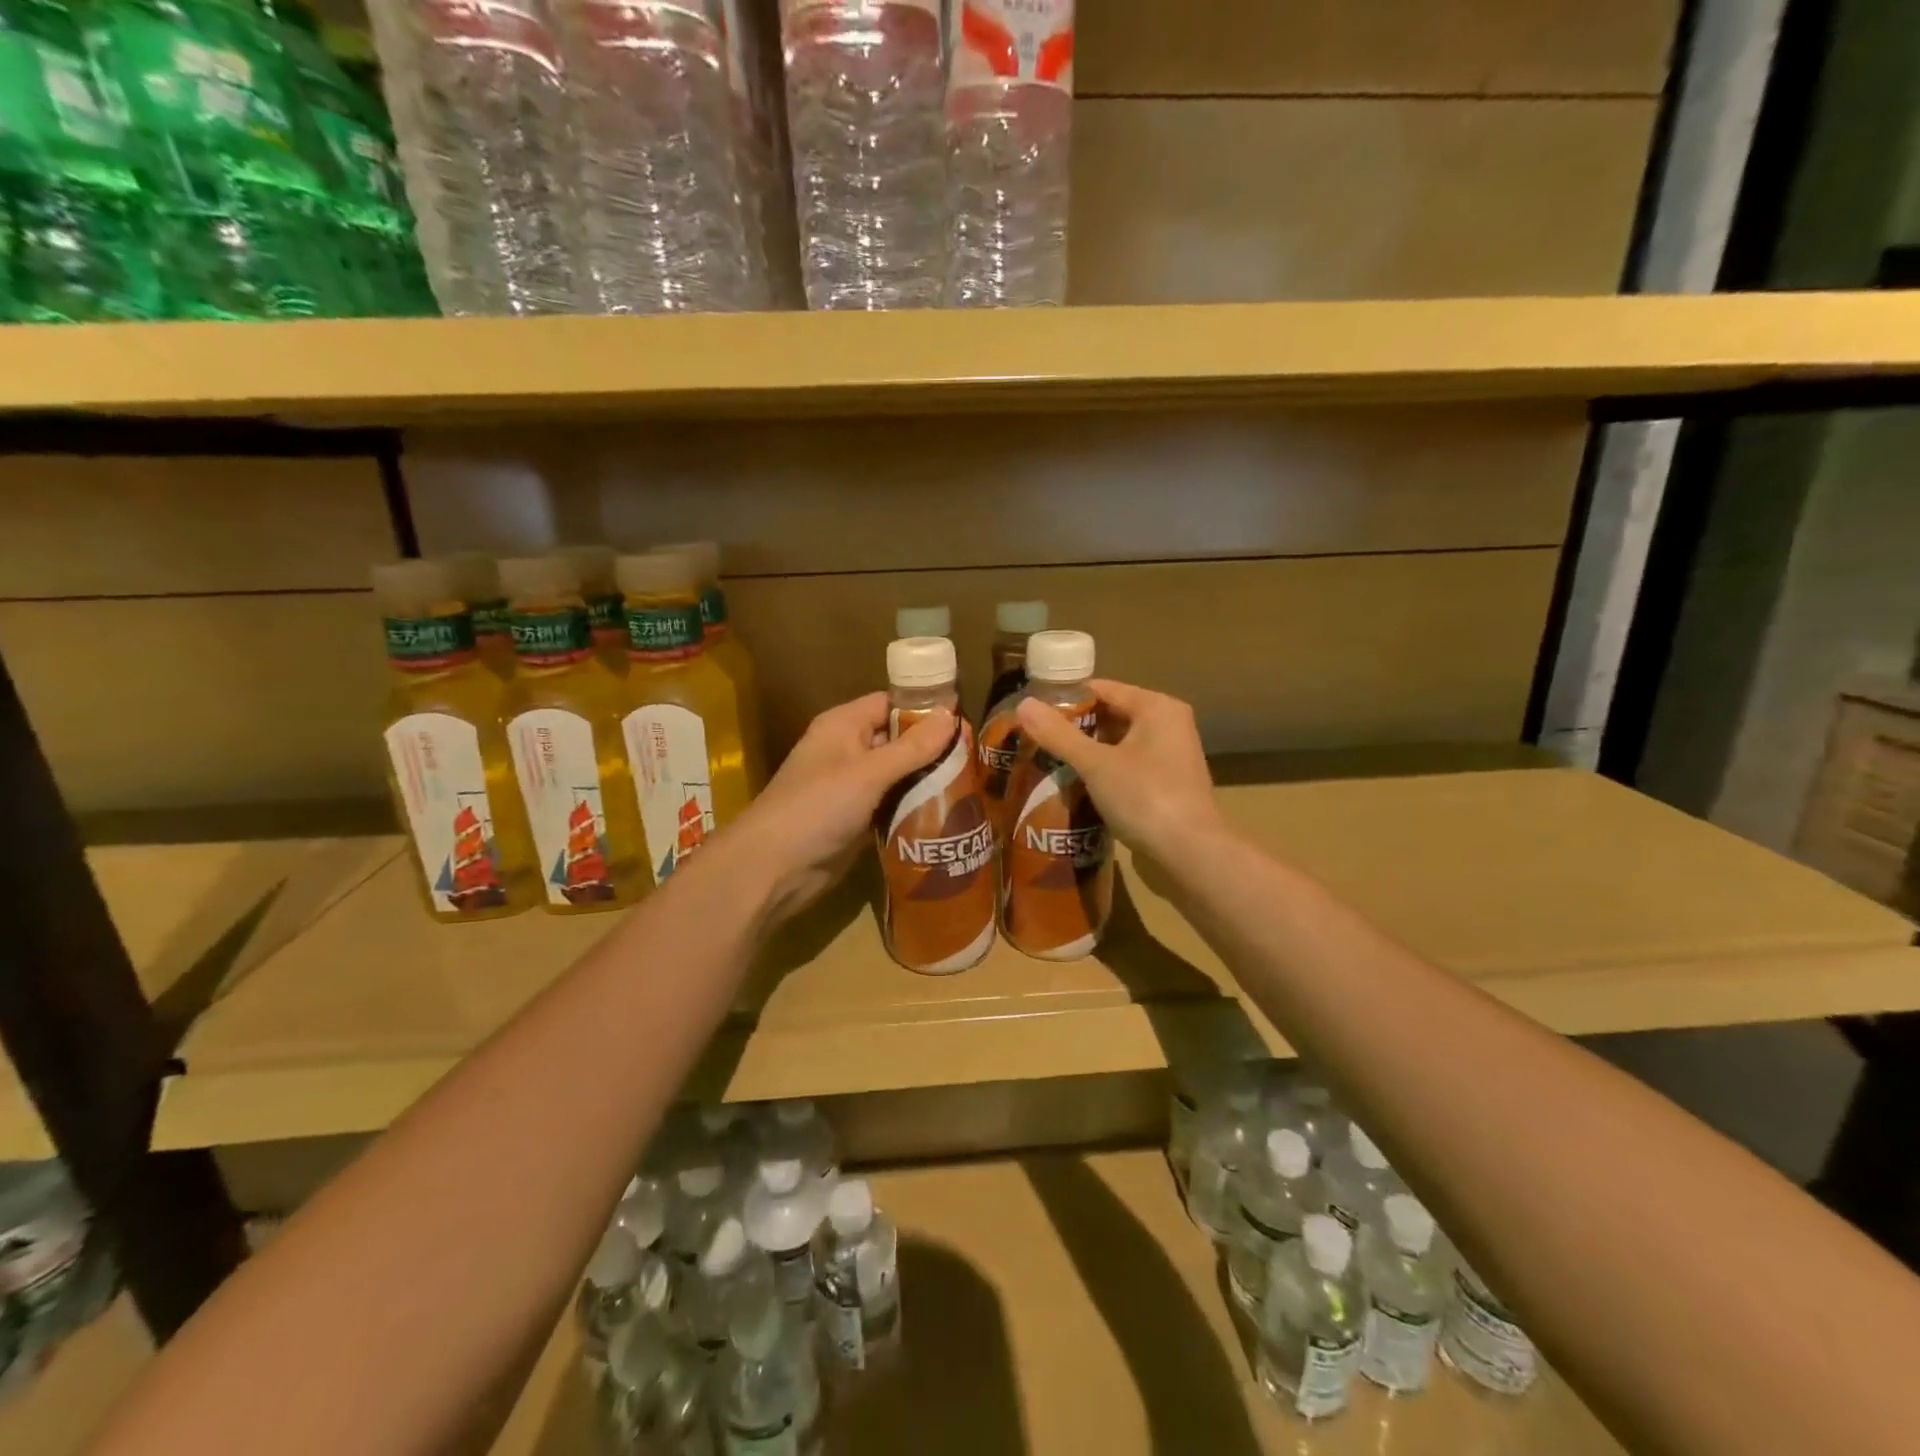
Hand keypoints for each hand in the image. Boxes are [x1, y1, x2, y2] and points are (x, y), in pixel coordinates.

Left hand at [735, 692, 953, 923]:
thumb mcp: (869, 773)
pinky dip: (915, 807)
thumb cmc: (819, 807)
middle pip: (898, 740)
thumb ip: (912, 746)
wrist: (774, 868)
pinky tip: (948, 812)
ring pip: (898, 775)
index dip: (925, 709)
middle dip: (933, 748)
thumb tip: (952, 714)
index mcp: (844, 726)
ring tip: (972, 784)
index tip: (965, 721)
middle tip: (975, 757)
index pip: (891, 704)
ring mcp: (851, 787)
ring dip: (927, 780)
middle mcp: (847, 750)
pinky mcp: (856, 820)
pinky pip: (892, 804)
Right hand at [1014, 680, 1224, 859]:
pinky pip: (1129, 765)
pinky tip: (1078, 785)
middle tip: (1036, 740)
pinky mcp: (1169, 782)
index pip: (1102, 689)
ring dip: (1088, 752)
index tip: (1033, 714)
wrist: (1192, 853)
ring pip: (1119, 743)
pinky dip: (1105, 771)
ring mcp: (1171, 754)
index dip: (1066, 700)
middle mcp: (1169, 723)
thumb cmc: (1145, 798)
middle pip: (1111, 715)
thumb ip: (1059, 735)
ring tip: (1050, 761)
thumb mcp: (1096, 765)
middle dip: (1075, 728)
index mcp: (1156, 707)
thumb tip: (1023, 704)